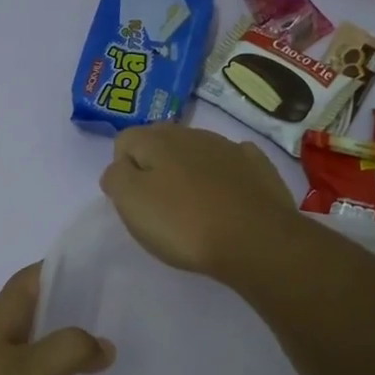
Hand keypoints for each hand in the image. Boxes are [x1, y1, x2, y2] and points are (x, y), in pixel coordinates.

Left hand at [0, 263, 114, 374]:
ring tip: (72, 359)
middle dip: (59, 308)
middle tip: (97, 323)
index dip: (64, 269)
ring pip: (11, 333)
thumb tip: (104, 343)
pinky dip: (20, 363)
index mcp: (3, 309)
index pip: (36, 274)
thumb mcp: (31, 372)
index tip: (96, 275)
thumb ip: (70, 353)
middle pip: (25, 303)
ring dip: (39, 338)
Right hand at [99, 124, 298, 279]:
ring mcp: (229, 147)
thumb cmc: (184, 224)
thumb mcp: (132, 203)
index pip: (124, 140)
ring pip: (196, 151)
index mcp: (158, 139)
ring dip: (188, 171)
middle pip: (160, 142)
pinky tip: (225, 199)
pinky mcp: (258, 166)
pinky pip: (230, 163)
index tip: (133, 201)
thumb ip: (116, 177)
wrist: (257, 241)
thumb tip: (120, 167)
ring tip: (192, 207)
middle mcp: (192, 133)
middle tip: (158, 205)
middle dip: (154, 166)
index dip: (122, 170)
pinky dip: (223, 175)